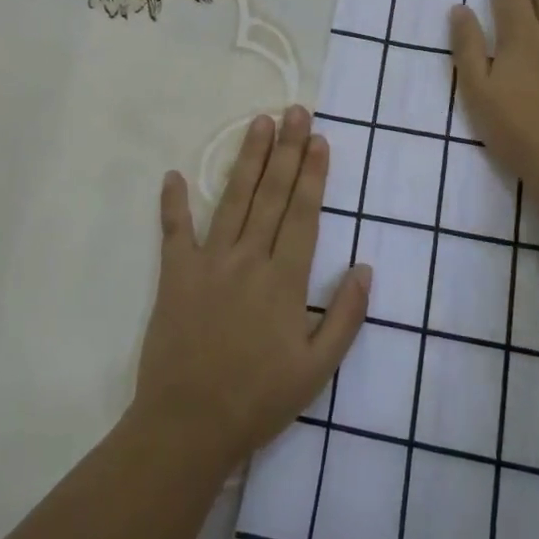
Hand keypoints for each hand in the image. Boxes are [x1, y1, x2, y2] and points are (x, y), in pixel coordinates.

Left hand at [132, 107, 370, 472]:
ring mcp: (209, 263)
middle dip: (286, 150)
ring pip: (233, 200)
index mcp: (285, 280)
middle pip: (272, 194)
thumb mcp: (317, 370)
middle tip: (295, 111)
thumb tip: (365, 268)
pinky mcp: (175, 276)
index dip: (313, 173)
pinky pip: (174, 232)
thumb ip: (346, 317)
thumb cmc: (258, 399)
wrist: (188, 427)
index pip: (303, 213)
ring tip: (259, 123)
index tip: (319, 139)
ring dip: (247, 159)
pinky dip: (172, 204)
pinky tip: (173, 175)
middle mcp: (249, 259)